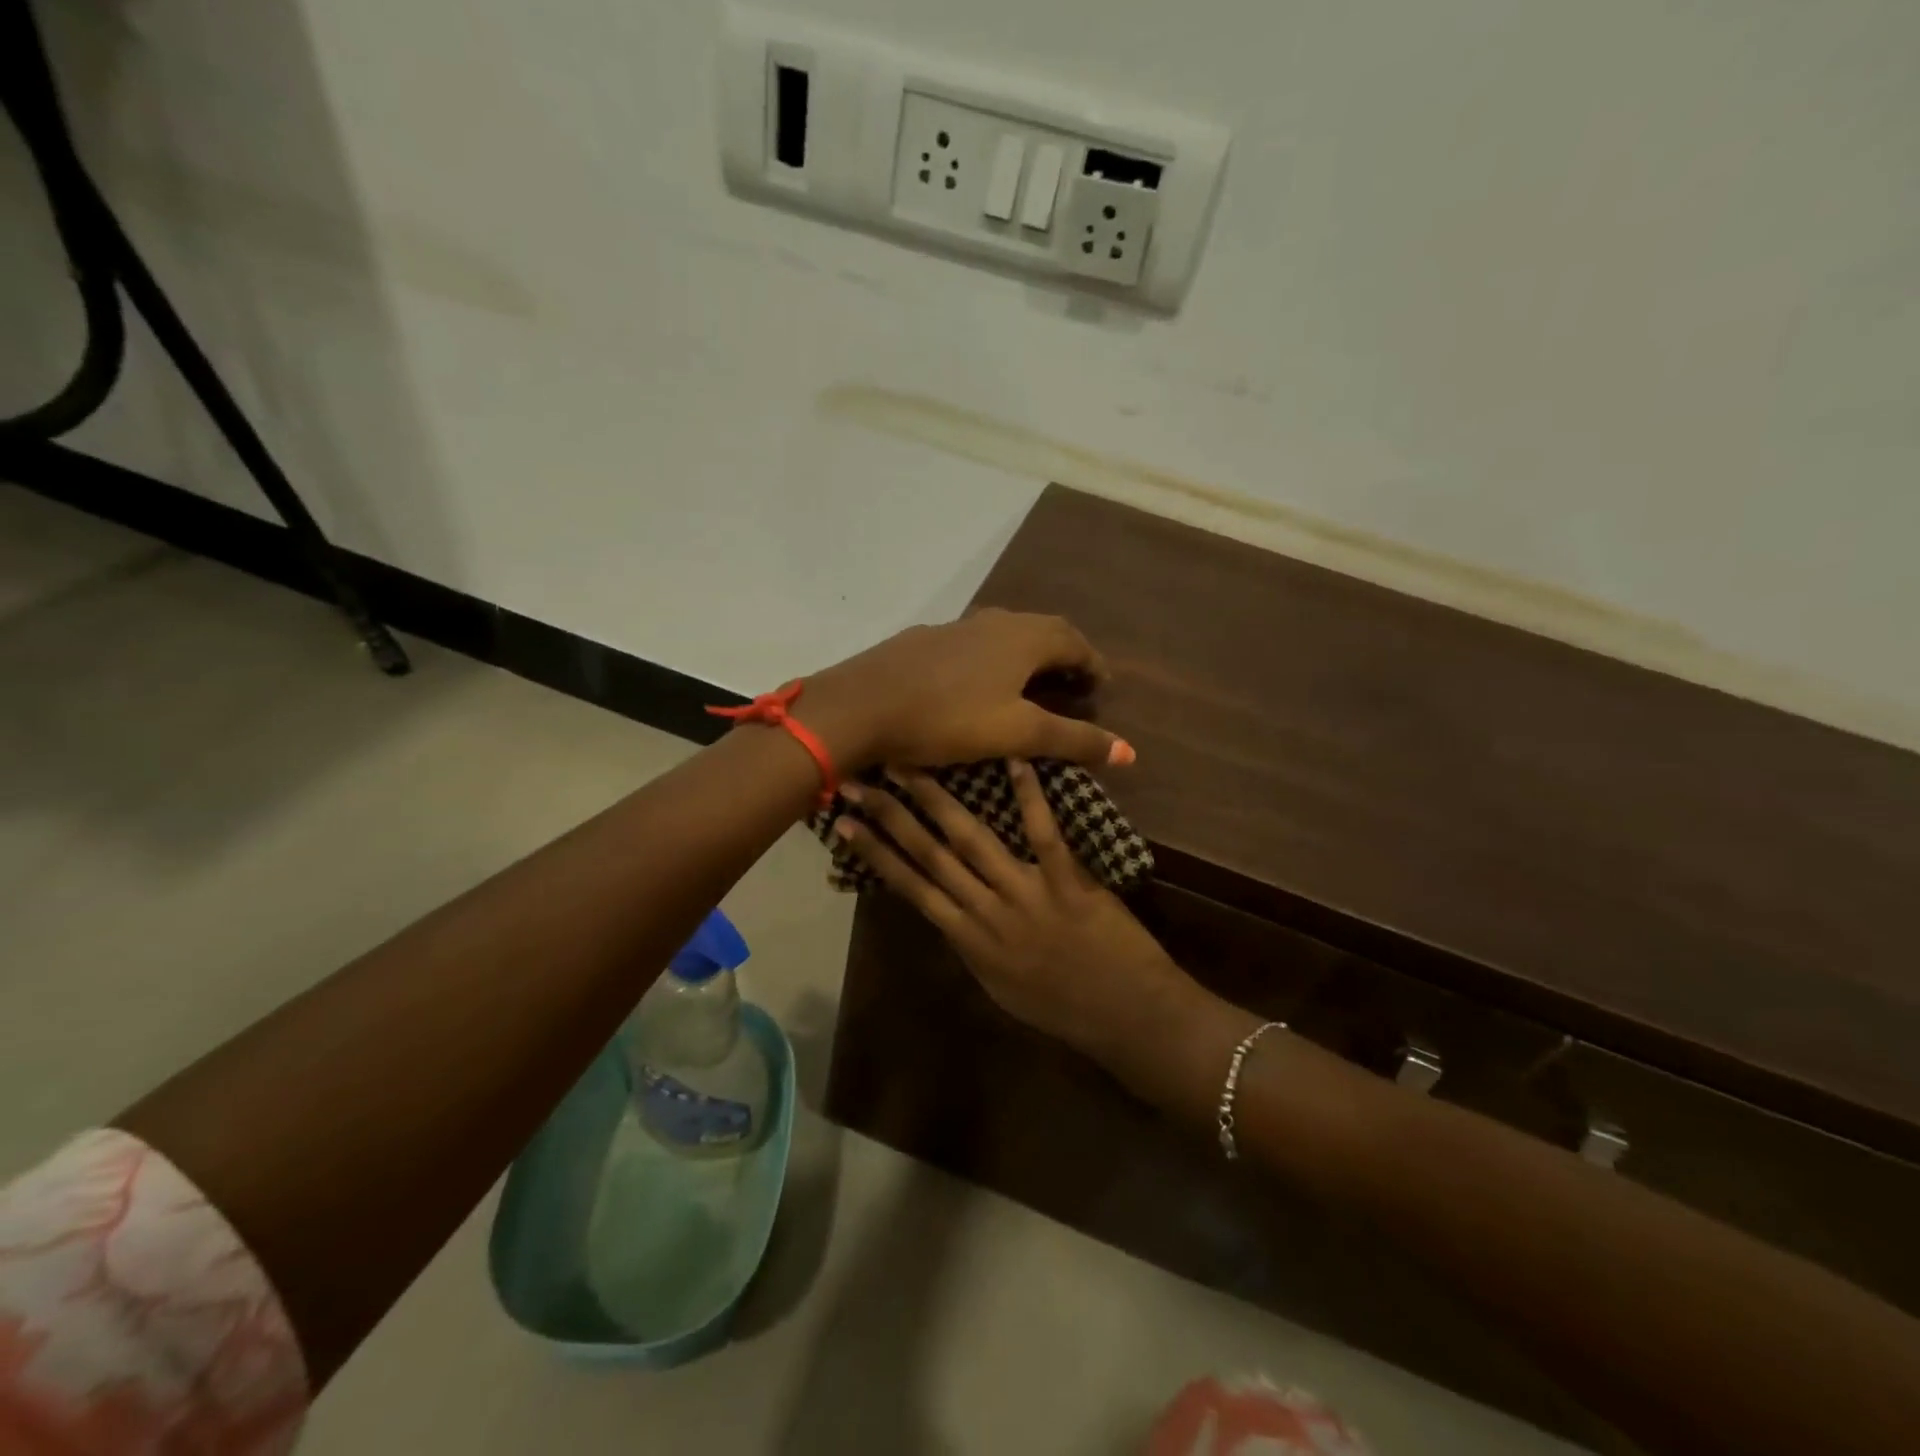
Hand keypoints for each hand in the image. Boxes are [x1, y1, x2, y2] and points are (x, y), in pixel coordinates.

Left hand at [805, 609, 1132, 771]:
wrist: (862, 704)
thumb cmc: (948, 719)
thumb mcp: (1018, 734)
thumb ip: (1074, 739)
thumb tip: (1130, 751)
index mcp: (1024, 638)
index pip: (1075, 642)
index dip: (1093, 664)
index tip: (1102, 687)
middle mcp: (993, 622)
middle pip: (1042, 631)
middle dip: (1064, 656)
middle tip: (1073, 685)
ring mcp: (955, 628)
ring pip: (1005, 635)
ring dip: (1027, 656)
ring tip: (1031, 685)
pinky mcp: (924, 641)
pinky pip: (973, 645)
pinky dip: (992, 660)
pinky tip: (977, 685)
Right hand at [832, 758, 1206, 1072]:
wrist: (1124, 1019)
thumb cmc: (1061, 1007)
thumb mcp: (999, 985)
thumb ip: (971, 943)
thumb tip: (947, 909)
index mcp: (968, 939)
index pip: (911, 887)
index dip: (875, 854)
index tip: (844, 825)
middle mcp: (986, 912)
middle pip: (929, 856)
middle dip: (889, 817)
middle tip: (856, 782)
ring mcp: (1026, 895)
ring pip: (972, 841)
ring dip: (937, 801)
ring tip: (908, 765)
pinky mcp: (1067, 883)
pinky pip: (1044, 835)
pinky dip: (1029, 798)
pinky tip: (1015, 761)